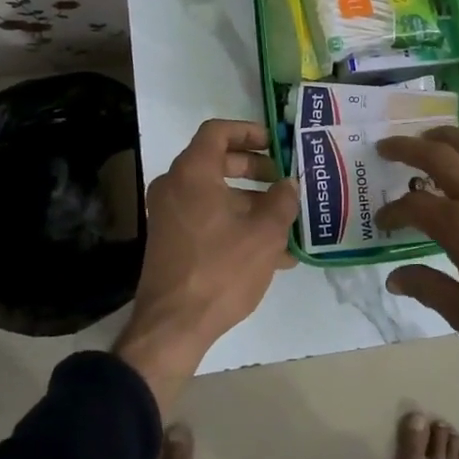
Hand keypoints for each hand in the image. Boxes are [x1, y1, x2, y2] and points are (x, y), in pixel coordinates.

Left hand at [115, 119, 297, 411]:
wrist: (173, 327)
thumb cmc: (221, 270)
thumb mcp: (264, 234)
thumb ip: (282, 201)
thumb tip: (289, 184)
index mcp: (192, 173)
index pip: (218, 131)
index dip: (249, 131)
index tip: (277, 144)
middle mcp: (175, 186)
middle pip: (218, 162)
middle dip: (256, 170)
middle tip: (285, 180)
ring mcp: (170, 215)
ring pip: (216, 194)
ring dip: (252, 202)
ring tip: (288, 223)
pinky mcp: (172, 241)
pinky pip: (208, 218)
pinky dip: (236, 224)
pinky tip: (273, 253)